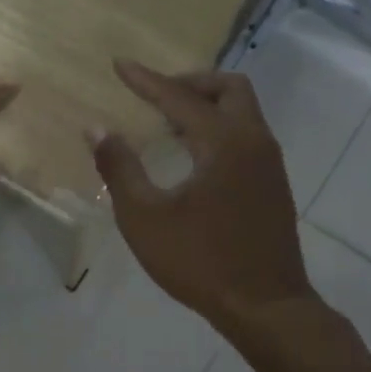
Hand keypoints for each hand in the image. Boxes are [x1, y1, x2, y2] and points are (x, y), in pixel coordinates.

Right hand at [91, 59, 314, 332]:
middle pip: (228, 88)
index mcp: (223, 143)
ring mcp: (270, 164)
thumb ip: (120, 169)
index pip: (180, 98)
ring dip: (207, 105)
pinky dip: (220, 128)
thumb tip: (96, 129)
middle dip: (189, 83)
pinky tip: (194, 157)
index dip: (146, 81)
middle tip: (156, 95)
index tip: (120, 65)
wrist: (265, 306)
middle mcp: (254, 142)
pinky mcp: (274, 185)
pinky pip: (248, 135)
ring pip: (243, 111)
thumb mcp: (145, 218)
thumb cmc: (199, 262)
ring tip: (168, 124)